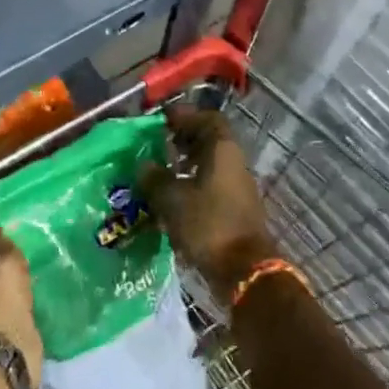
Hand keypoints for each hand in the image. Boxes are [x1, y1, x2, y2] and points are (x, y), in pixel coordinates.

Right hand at [142, 107, 279, 294]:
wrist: (245, 272)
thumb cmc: (208, 224)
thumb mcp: (172, 199)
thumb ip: (154, 178)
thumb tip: (144, 165)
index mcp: (223, 150)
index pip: (207, 118)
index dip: (184, 116)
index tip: (161, 121)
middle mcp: (233, 163)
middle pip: (208, 141)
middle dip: (182, 141)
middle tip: (156, 145)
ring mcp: (236, 188)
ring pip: (209, 165)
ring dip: (185, 165)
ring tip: (158, 173)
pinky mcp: (234, 210)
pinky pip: (210, 186)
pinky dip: (191, 186)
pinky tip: (170, 199)